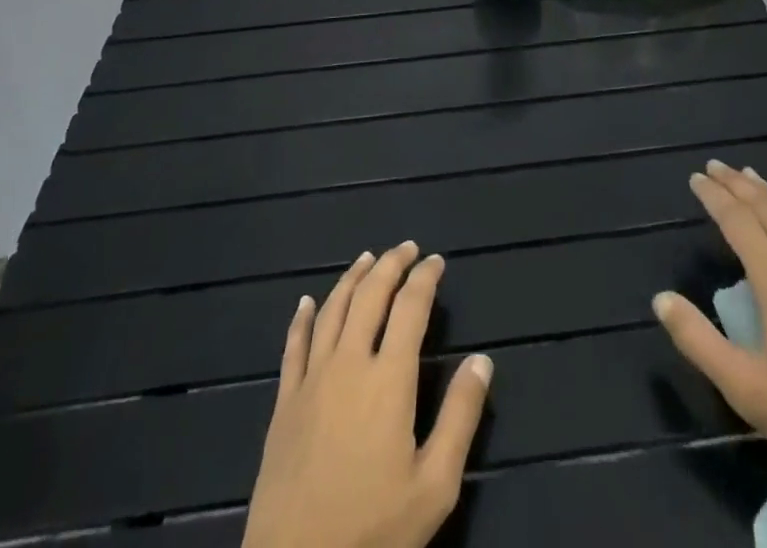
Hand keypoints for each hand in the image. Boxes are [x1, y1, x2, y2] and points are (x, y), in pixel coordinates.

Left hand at [241, 241, 492, 547]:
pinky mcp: (285, 400)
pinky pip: (294, 344)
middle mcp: (349, 362)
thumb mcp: (434, 485)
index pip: (410, 307)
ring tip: (367, 258)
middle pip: (370, 295)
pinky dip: (302, 317)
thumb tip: (482, 359)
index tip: (436, 261)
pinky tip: (307, 301)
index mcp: (389, 377)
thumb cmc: (373, 530)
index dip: (425, 278)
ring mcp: (312, 378)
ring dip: (352, 278)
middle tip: (407, 247)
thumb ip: (461, 417)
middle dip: (391, 264)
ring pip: (333, 309)